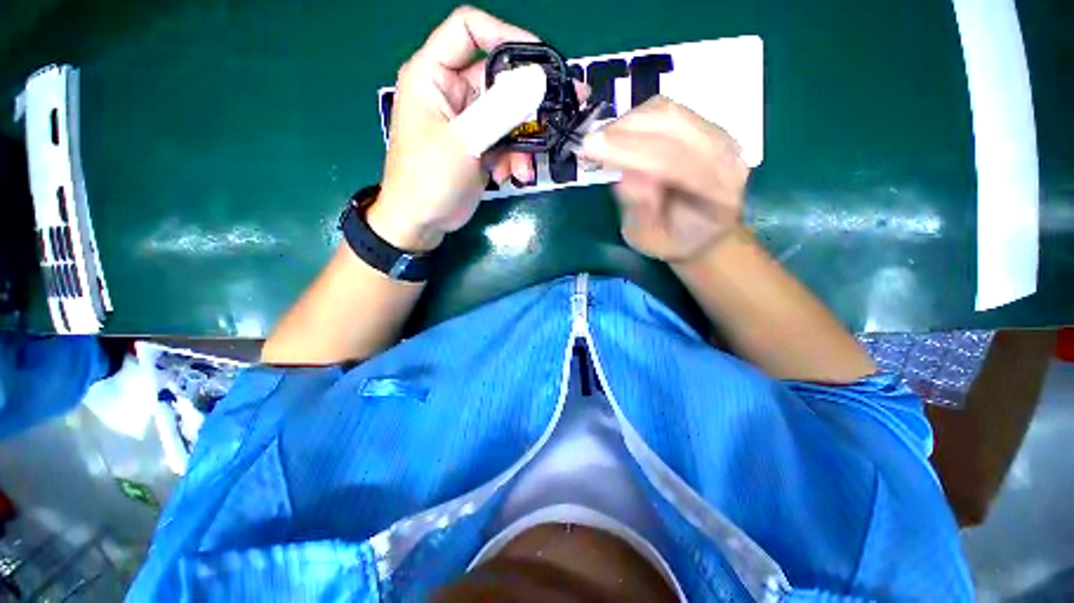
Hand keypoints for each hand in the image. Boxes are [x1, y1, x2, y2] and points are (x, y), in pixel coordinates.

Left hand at [368, 7, 539, 251]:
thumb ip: (500, 110)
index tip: (540, 61)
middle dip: (529, 100)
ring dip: (523, 140)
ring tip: (524, 167)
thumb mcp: (464, 141)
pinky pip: (506, 141)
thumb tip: (538, 80)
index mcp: (434, 74)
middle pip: (499, 77)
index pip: (469, 30)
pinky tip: (509, 176)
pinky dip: (513, 157)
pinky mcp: (480, 145)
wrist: (422, 222)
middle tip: (562, 110)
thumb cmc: (429, 178)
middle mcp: (453, 91)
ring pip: (509, 115)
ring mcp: (469, 121)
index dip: (506, 35)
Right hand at [580, 96, 749, 264]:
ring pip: (670, 112)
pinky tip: (620, 134)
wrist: (702, 230)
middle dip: (625, 131)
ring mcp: (719, 135)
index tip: (592, 148)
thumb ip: (642, 213)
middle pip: (673, 126)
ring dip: (629, 122)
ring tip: (602, 142)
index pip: (674, 160)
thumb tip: (625, 180)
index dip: (630, 150)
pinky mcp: (705, 125)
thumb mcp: (651, 241)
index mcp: (717, 192)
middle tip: (590, 144)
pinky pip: (669, 110)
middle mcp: (725, 156)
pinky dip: (638, 118)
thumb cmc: (674, 240)